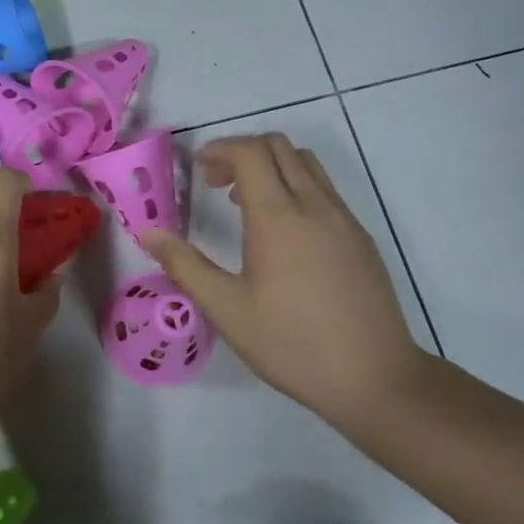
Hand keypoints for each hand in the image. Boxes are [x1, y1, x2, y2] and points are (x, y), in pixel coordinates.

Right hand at [140, 134, 432, 430]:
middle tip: (215, 185)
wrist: (375, 377)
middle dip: (241, 152)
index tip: (196, 169)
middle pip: (278, 146)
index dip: (219, 149)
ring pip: (306, 163)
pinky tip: (283, 233)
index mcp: (278, 217)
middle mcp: (314, 205)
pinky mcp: (361, 236)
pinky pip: (324, 189)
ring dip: (271, 166)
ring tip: (246, 204)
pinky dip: (295, 187)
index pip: (249, 152)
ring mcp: (344, 218)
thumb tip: (147, 233)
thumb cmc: (292, 344)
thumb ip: (185, 265)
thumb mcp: (227, 310)